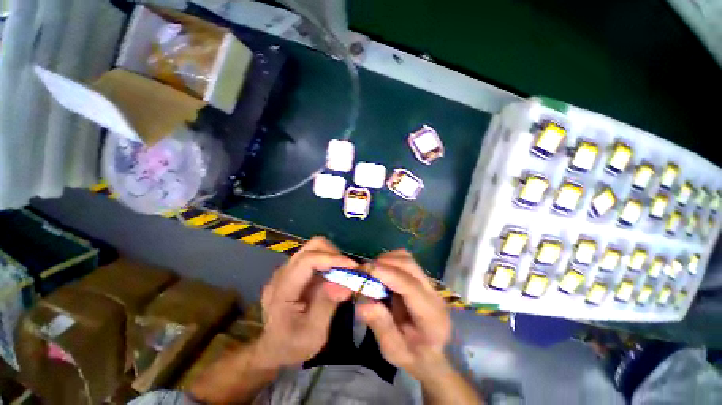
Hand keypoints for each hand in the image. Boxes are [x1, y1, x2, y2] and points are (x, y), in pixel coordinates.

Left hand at [256, 237, 356, 367]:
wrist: (273, 349)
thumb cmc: (292, 346)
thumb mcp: (313, 335)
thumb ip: (327, 306)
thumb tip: (345, 284)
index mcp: (281, 290)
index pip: (306, 261)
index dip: (332, 259)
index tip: (353, 266)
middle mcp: (281, 274)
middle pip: (310, 247)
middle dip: (333, 253)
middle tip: (349, 269)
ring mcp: (286, 270)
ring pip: (312, 248)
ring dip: (332, 256)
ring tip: (343, 272)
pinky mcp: (293, 271)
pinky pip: (313, 257)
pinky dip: (328, 261)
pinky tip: (334, 275)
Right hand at [356, 250, 451, 379]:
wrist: (433, 354)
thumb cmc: (414, 356)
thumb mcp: (395, 351)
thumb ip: (381, 327)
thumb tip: (362, 304)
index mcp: (431, 316)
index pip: (410, 286)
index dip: (387, 274)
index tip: (366, 270)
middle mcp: (433, 293)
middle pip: (409, 264)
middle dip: (384, 262)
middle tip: (364, 271)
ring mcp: (429, 283)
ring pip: (407, 258)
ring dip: (386, 260)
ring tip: (372, 272)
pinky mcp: (421, 278)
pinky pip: (404, 260)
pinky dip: (389, 261)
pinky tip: (381, 273)